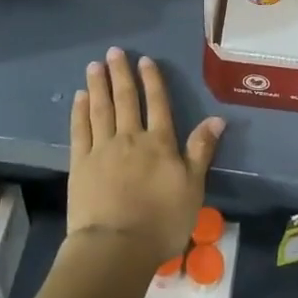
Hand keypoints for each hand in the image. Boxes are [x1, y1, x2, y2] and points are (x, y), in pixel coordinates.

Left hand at [68, 47, 224, 267]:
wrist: (117, 246)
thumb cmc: (162, 221)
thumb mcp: (193, 187)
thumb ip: (201, 150)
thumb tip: (217, 118)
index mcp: (160, 143)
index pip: (157, 104)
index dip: (152, 81)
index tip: (144, 60)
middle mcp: (130, 138)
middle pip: (125, 100)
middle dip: (120, 74)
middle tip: (114, 52)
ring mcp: (102, 149)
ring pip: (100, 109)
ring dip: (98, 85)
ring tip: (94, 65)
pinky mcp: (80, 164)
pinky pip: (80, 130)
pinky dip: (80, 111)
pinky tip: (79, 97)